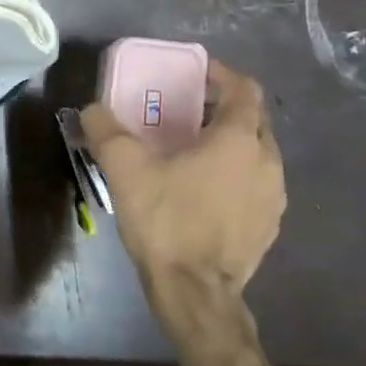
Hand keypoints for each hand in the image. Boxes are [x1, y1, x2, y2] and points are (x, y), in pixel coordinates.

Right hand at [80, 58, 285, 353]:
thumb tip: (91, 109)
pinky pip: (255, 185)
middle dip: (223, 108)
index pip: (244, 89)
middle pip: (253, 120)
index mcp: (239, 139)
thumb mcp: (124, 168)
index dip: (222, 74)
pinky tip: (203, 192)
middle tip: (187, 111)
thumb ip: (105, 130)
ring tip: (193, 151)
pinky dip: (234, 175)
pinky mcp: (269, 225)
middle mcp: (267, 162)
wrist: (194, 291)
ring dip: (230, 143)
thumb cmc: (165, 220)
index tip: (196, 74)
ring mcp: (273, 197)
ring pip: (256, 154)